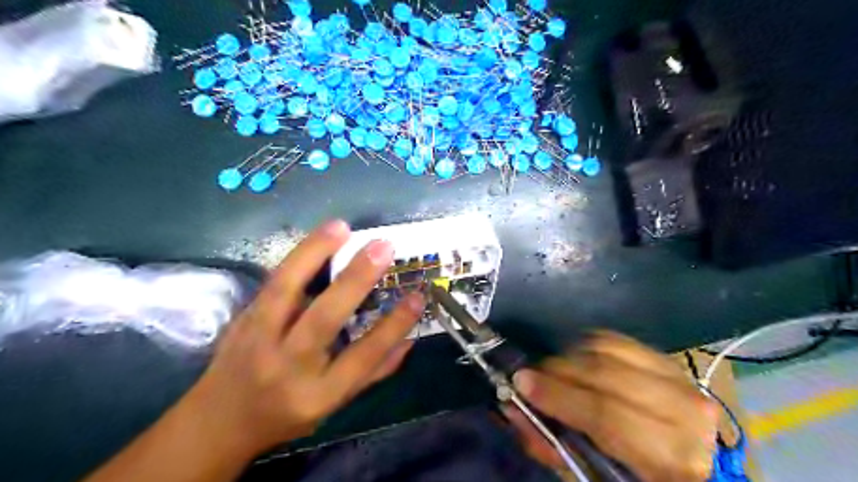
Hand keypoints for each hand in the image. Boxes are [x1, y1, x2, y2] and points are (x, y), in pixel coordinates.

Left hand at [186, 220, 423, 456]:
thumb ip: (373, 372)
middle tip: (383, 247)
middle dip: (355, 280)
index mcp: (318, 394)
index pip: (363, 357)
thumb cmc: (287, 414)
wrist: (218, 421)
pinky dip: (297, 257)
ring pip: (285, 291)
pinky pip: (272, 283)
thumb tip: (409, 340)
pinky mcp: (241, 320)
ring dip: (313, 253)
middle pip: (323, 320)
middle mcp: (287, 367)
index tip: (417, 296)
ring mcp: (258, 341)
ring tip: (341, 227)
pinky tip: (317, 238)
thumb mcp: (335, 404)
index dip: (393, 326)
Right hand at [505, 331, 717, 481]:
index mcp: (672, 456)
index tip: (521, 382)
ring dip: (570, 356)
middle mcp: (683, 409)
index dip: (558, 396)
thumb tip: (513, 409)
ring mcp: (678, 376)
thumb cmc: (637, 477)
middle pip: (604, 373)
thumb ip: (552, 444)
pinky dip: (586, 345)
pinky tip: (576, 360)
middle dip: (557, 370)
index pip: (606, 415)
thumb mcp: (594, 476)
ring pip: (607, 349)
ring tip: (553, 371)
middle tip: (530, 375)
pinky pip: (615, 338)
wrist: (688, 459)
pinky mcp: (666, 358)